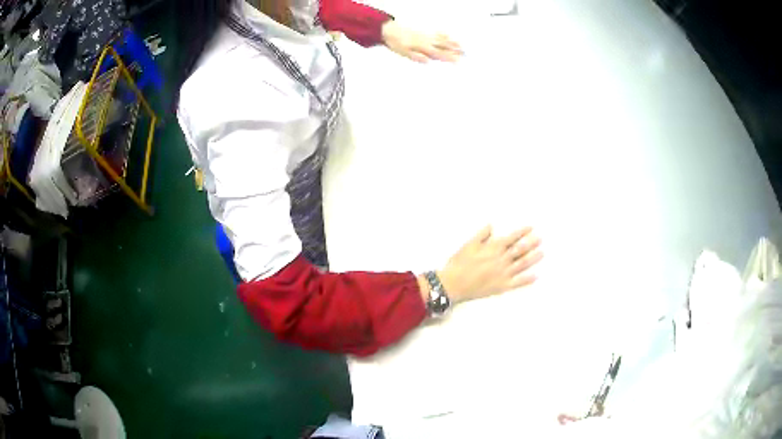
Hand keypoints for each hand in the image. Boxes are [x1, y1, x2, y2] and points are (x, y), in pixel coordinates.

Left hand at [381, 20, 463, 62]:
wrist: (390, 30)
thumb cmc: (396, 43)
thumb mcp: (404, 53)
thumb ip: (417, 57)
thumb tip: (428, 61)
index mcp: (423, 48)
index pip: (439, 54)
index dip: (449, 58)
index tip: (458, 61)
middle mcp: (427, 41)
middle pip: (444, 46)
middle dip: (455, 50)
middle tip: (466, 54)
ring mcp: (426, 35)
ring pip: (442, 39)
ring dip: (452, 42)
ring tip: (462, 46)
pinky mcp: (424, 31)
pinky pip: (436, 32)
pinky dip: (444, 34)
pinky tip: (449, 35)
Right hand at [438, 226, 542, 303]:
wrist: (454, 283)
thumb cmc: (459, 263)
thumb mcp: (469, 244)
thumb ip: (482, 235)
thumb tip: (491, 225)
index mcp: (493, 248)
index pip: (512, 238)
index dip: (522, 232)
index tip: (531, 228)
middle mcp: (501, 259)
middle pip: (520, 249)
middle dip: (532, 243)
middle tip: (540, 238)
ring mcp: (503, 273)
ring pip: (522, 264)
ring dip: (533, 258)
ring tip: (542, 253)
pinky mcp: (502, 286)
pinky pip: (518, 282)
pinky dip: (527, 279)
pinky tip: (535, 276)